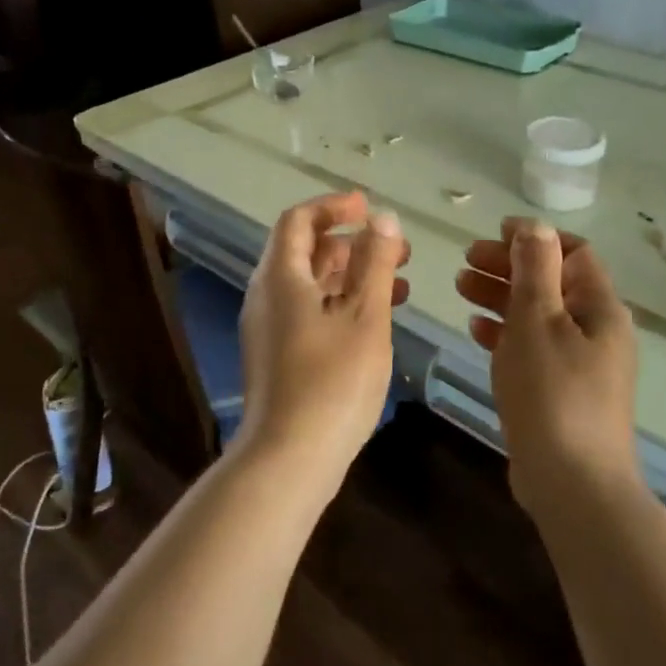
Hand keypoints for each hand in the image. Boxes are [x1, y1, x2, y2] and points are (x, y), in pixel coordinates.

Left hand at [237, 192, 409, 494]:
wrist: (288, 459)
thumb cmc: (332, 381)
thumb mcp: (365, 316)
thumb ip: (375, 263)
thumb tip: (382, 219)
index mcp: (280, 277)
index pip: (298, 220)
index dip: (333, 207)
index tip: (368, 206)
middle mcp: (267, 295)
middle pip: (306, 251)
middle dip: (352, 243)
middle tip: (396, 249)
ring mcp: (269, 328)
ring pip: (311, 284)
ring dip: (352, 275)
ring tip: (398, 281)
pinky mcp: (278, 356)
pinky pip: (309, 312)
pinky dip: (342, 303)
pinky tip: (377, 319)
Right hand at [456, 218, 639, 509]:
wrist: (572, 484)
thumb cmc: (553, 391)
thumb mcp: (538, 320)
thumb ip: (535, 269)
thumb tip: (535, 226)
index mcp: (600, 308)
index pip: (573, 253)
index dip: (534, 238)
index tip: (494, 233)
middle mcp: (596, 330)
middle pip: (551, 281)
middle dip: (509, 265)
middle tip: (466, 260)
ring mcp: (580, 363)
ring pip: (538, 314)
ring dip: (501, 295)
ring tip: (460, 286)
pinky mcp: (560, 391)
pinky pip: (532, 347)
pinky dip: (505, 331)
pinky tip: (476, 328)